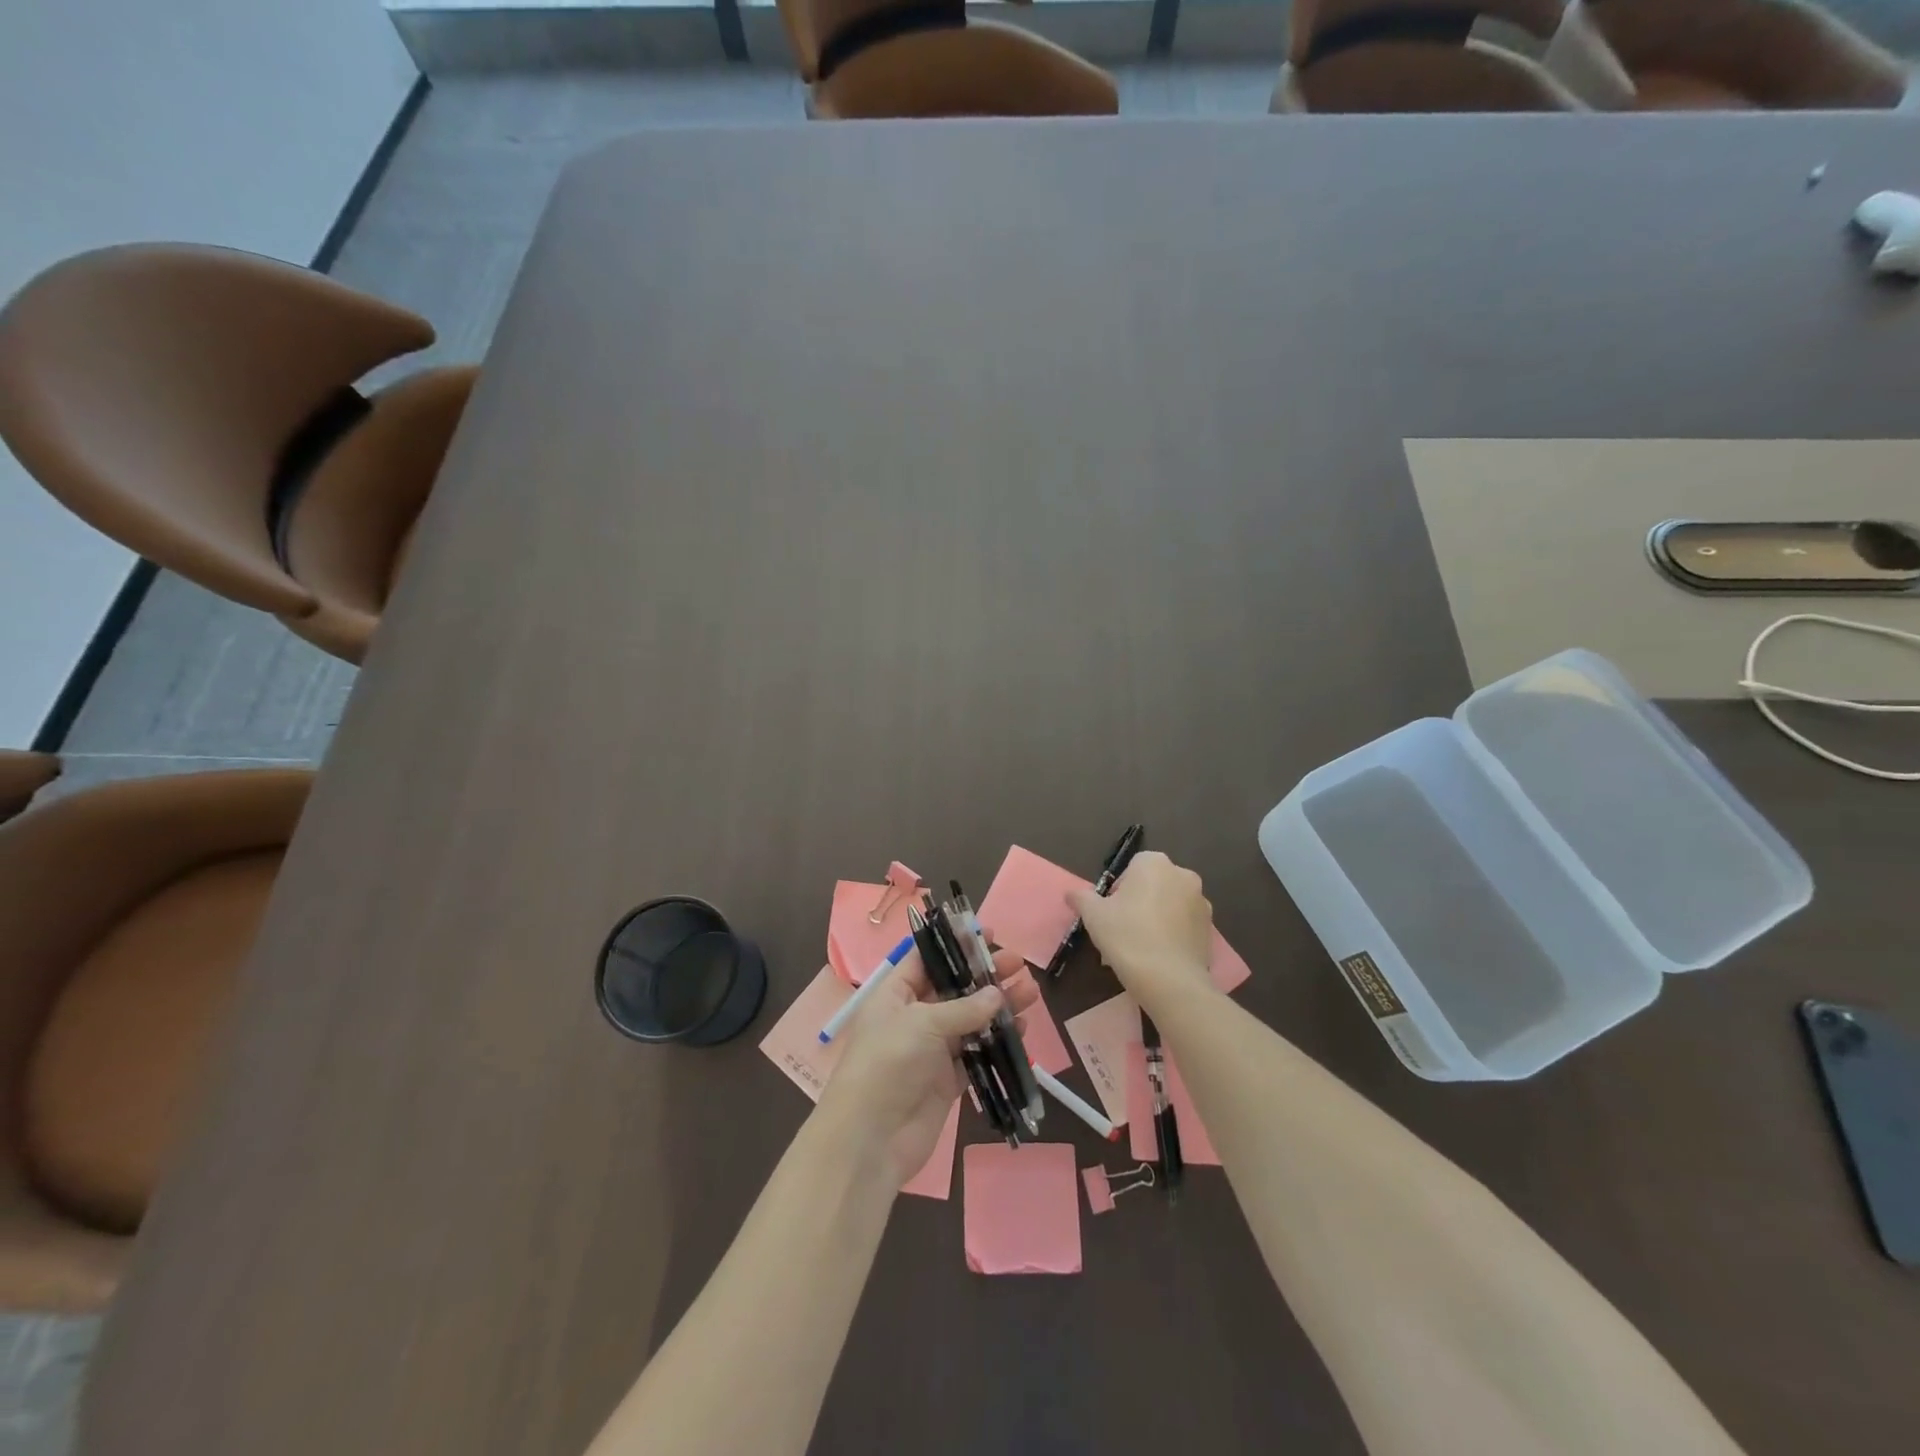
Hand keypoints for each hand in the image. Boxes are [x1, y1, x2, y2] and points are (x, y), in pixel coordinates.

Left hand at [816, 944, 1038, 1187]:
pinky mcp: (947, 1080)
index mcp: (895, 994)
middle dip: (985, 975)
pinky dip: (997, 1041)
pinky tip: (1023, 1030)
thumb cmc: (888, 1064)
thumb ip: (963, 1008)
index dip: (955, 946)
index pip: (927, 959)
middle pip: (954, 988)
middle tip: (1018, 963)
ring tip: (1031, 992)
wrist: (871, 1138)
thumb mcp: (923, 1023)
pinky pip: (976, 1053)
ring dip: (999, 1007)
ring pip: (970, 1020)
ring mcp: (931, 1049)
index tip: (986, 935)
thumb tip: (997, 995)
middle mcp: (913, 1017)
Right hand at [1068, 851, 1214, 1011]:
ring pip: (1170, 905)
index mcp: (1155, 864)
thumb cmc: (1127, 937)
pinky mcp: (1210, 929)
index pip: (1132, 867)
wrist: (1170, 981)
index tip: (1111, 911)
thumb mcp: (1093, 915)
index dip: (1118, 889)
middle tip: (1122, 929)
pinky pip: (1184, 925)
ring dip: (1156, 917)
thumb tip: (1071, 893)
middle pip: (1153, 884)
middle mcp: (1183, 875)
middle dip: (1139, 902)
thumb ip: (1081, 898)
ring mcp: (1201, 902)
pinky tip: (1158, 956)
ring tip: (1140, 947)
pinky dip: (1172, 934)